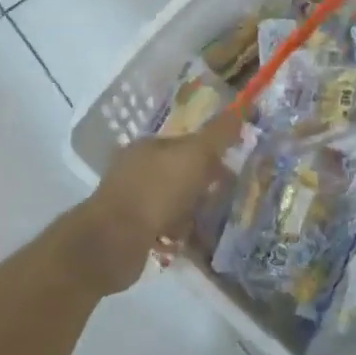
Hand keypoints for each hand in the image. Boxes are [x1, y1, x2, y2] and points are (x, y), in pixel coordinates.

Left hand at [58, 109, 242, 295]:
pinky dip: (180, 234)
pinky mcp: (130, 233)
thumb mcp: (195, 155)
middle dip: (204, 185)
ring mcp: (131, 202)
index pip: (187, 143)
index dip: (212, 154)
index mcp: (149, 146)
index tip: (233, 170)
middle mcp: (137, 170)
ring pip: (174, 202)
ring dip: (194, 212)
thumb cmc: (156, 191)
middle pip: (181, 173)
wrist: (113, 243)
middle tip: (228, 199)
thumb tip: (242, 110)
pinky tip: (195, 244)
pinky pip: (165, 228)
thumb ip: (219, 133)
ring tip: (216, 225)